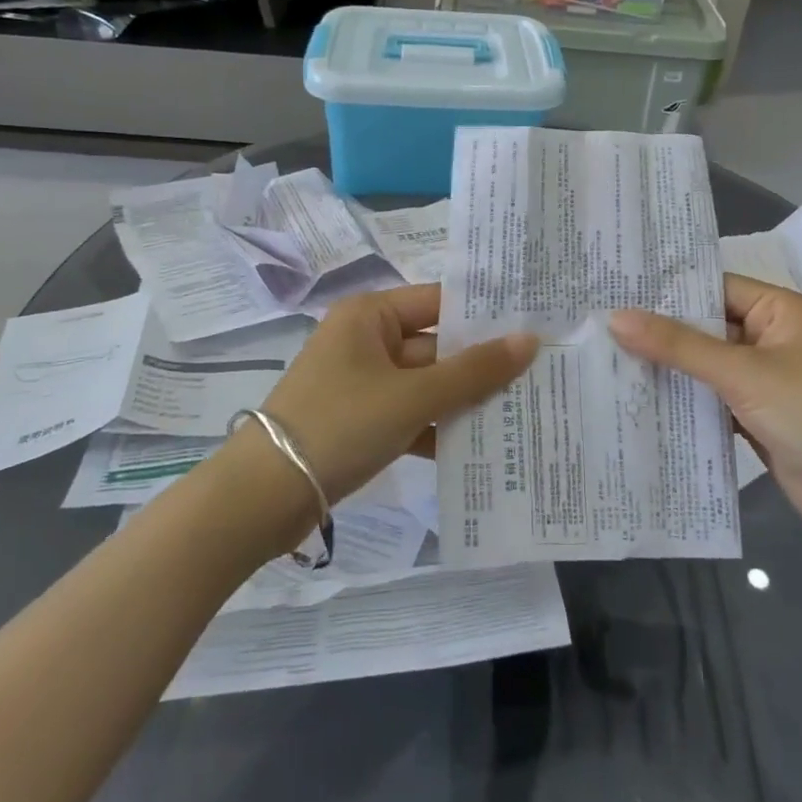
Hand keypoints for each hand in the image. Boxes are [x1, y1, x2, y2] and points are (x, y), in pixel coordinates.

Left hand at [260, 283, 537, 504]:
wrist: (262, 498)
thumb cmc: (340, 425)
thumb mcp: (413, 396)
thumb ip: (474, 371)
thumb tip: (530, 339)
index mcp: (370, 315)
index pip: (439, 302)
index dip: (484, 315)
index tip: (534, 325)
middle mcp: (366, 340)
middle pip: (436, 346)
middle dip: (480, 366)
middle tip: (538, 375)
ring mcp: (362, 383)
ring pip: (425, 384)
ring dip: (463, 402)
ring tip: (521, 411)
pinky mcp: (359, 421)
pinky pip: (409, 414)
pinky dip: (437, 429)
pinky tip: (479, 447)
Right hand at [609, 274, 801, 548]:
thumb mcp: (742, 373)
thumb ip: (678, 345)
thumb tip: (615, 317)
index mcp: (778, 310)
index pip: (712, 287)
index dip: (666, 290)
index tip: (613, 290)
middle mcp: (770, 337)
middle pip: (705, 326)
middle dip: (659, 331)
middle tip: (598, 325)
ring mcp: (763, 379)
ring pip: (704, 365)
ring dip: (667, 368)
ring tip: (606, 358)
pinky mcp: (756, 416)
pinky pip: (711, 398)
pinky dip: (683, 400)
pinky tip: (639, 399)